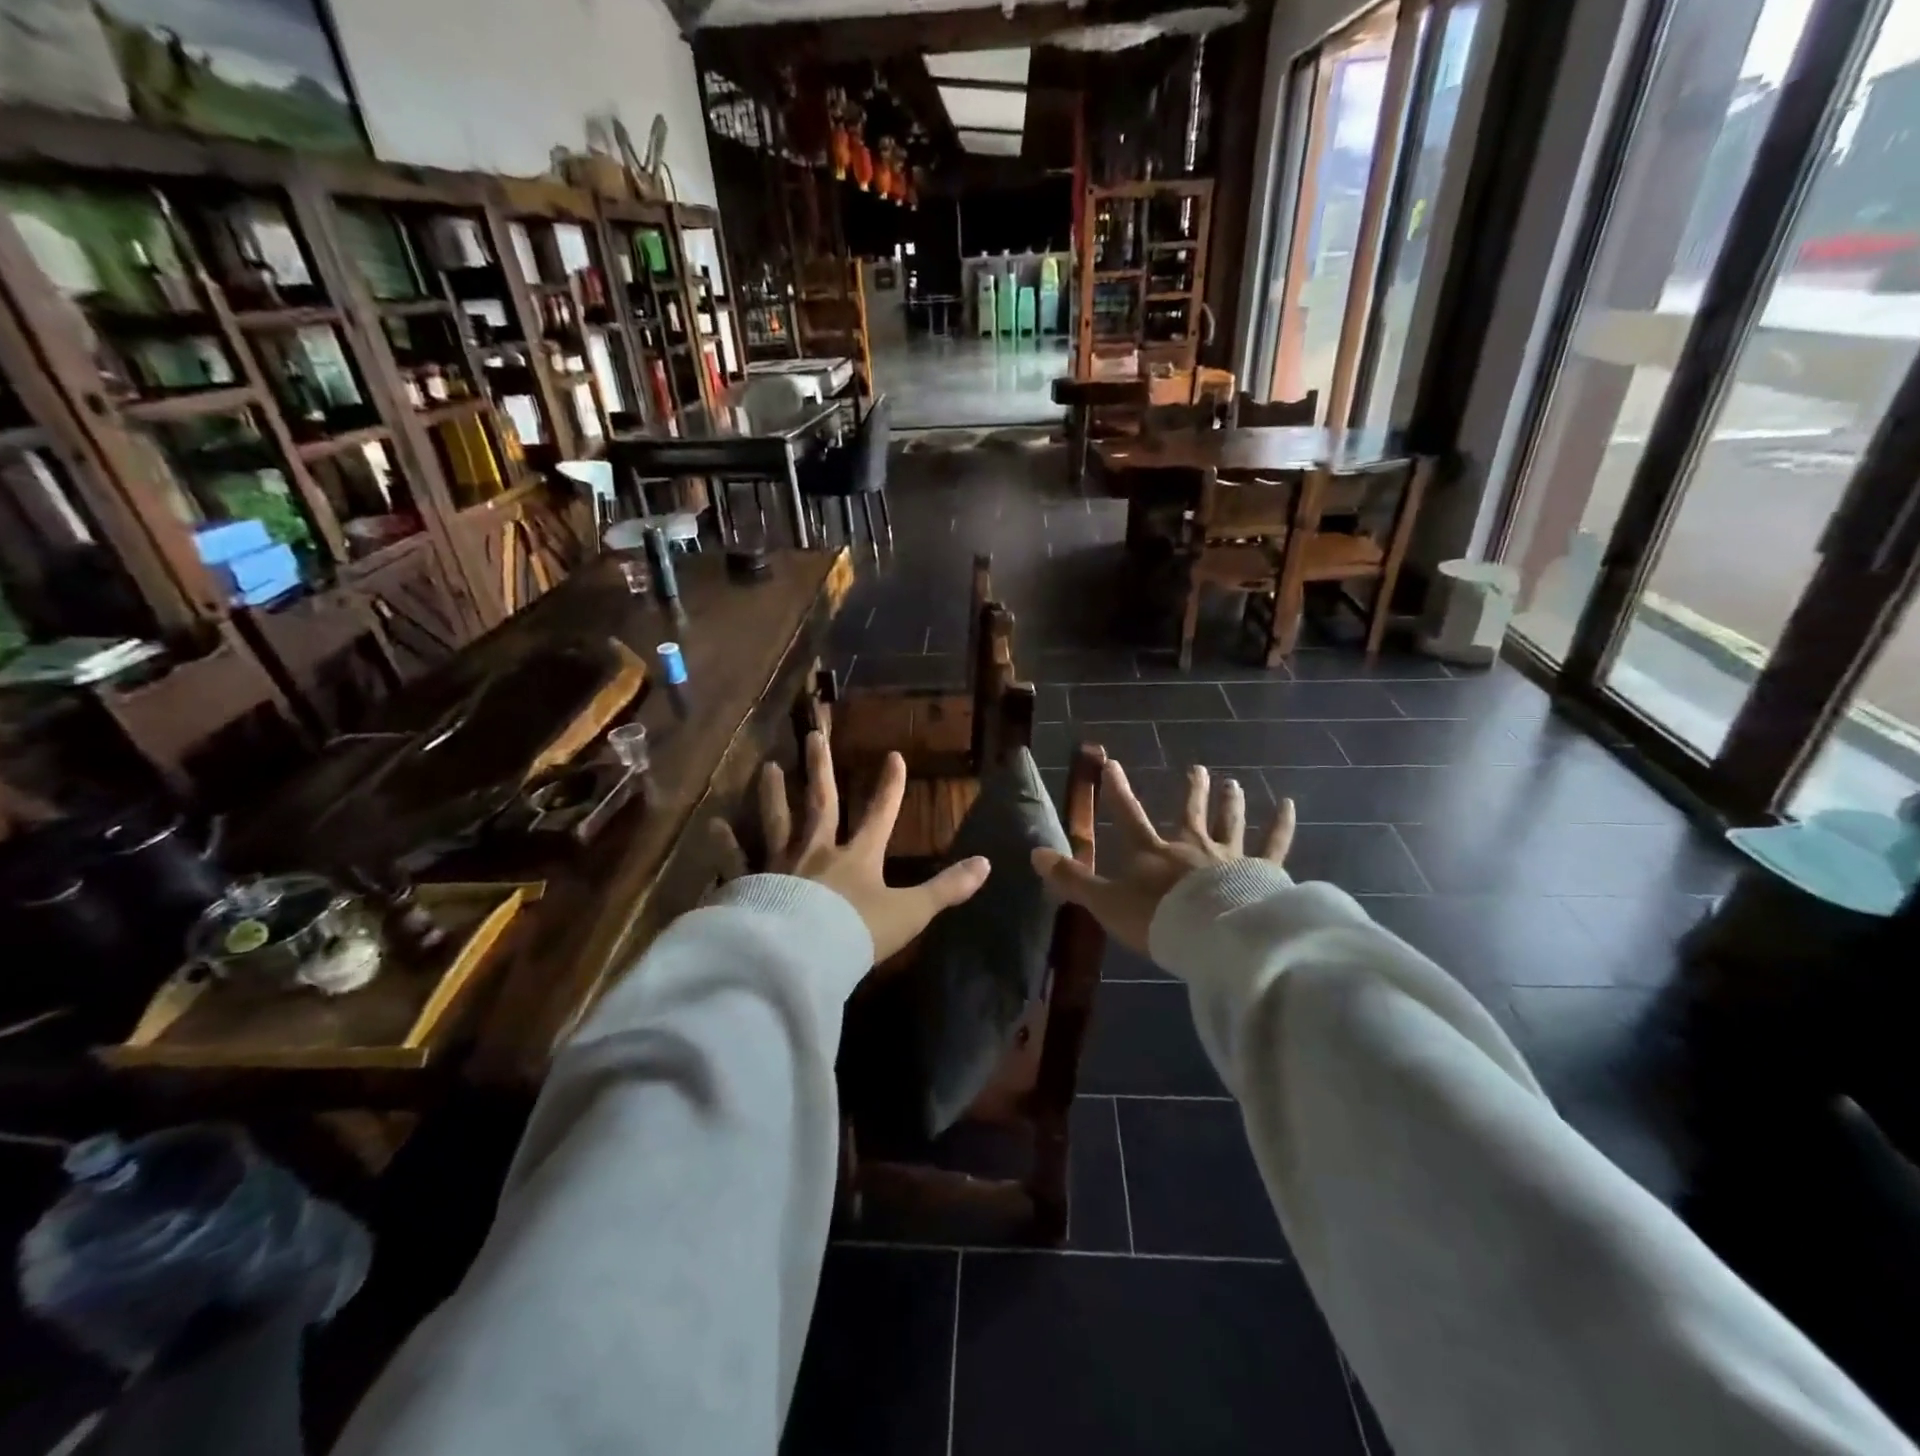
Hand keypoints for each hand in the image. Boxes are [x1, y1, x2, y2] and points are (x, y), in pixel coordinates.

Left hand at [710, 731, 990, 965]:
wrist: (803, 958)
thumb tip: (987, 864)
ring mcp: (781, 865)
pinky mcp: (752, 885)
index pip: (880, 813)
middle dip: (821, 769)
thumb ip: (947, 888)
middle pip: (821, 803)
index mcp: (858, 857)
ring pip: (777, 822)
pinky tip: (712, 825)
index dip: (889, 786)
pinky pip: (736, 860)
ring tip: (766, 768)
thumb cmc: (857, 934)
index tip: (893, 756)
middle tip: (812, 735)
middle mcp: (818, 851)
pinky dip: (725, 844)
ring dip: (772, 794)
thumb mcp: (910, 913)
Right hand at [1031, 761, 1294, 954]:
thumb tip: (1034, 854)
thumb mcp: (1105, 902)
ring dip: (1230, 802)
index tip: (1112, 764)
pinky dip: (1281, 825)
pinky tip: (1289, 805)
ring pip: (1230, 822)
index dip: (1118, 791)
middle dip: (1192, 791)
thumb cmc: (1156, 919)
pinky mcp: (1260, 872)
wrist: (1212, 935)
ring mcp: (1228, 856)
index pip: (1129, 815)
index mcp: (1152, 852)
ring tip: (1233, 783)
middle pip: (1190, 813)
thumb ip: (1072, 879)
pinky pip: (1274, 845)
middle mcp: (1190, 846)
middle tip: (1198, 769)